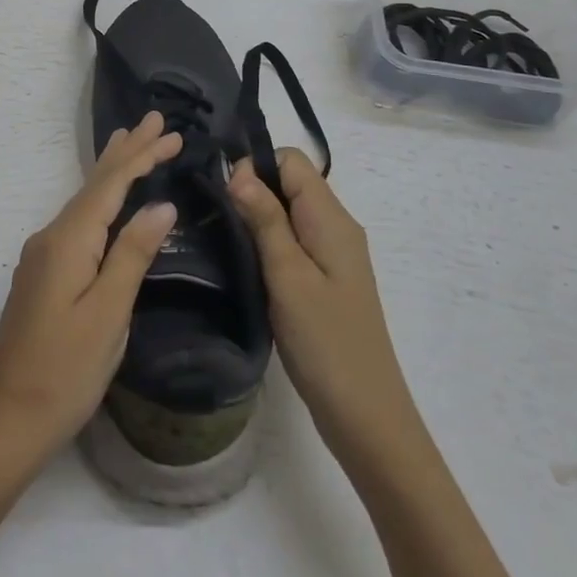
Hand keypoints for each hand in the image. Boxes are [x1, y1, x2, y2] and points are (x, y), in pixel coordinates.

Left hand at [0, 113, 181, 471]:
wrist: (7, 418)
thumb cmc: (64, 371)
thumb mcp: (108, 314)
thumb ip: (132, 255)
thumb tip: (161, 206)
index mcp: (67, 241)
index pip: (110, 185)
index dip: (141, 157)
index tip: (171, 132)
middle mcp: (50, 238)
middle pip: (93, 185)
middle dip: (125, 152)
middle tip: (153, 121)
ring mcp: (42, 256)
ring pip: (83, 202)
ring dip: (111, 172)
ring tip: (131, 143)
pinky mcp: (43, 275)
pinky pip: (77, 222)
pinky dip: (99, 201)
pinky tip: (106, 202)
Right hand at [228, 150, 416, 450]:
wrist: (365, 414)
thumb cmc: (325, 341)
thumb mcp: (288, 276)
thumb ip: (265, 219)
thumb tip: (239, 170)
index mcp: (331, 219)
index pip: (291, 161)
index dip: (254, 167)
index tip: (223, 195)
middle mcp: (335, 227)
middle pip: (289, 183)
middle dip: (250, 190)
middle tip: (211, 215)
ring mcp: (332, 255)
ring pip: (287, 213)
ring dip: (255, 218)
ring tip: (219, 236)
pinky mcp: (324, 279)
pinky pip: (291, 241)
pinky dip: (265, 242)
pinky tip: (241, 262)